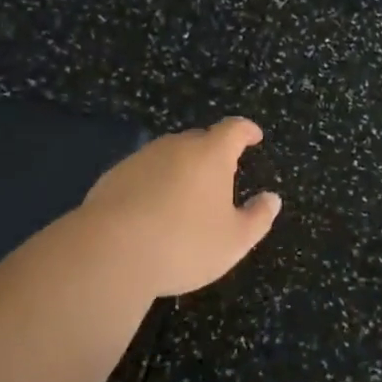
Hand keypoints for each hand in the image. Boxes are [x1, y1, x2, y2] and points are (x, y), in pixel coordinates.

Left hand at [80, 118, 281, 297]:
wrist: (109, 252)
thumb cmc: (183, 244)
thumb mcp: (233, 241)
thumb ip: (258, 218)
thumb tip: (272, 198)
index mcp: (211, 154)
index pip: (234, 129)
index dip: (246, 131)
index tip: (254, 136)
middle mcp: (177, 146)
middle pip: (200, 139)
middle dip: (213, 153)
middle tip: (220, 176)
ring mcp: (142, 158)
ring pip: (169, 155)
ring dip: (181, 169)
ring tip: (185, 197)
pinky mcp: (113, 176)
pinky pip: (143, 173)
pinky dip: (153, 184)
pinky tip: (150, 212)